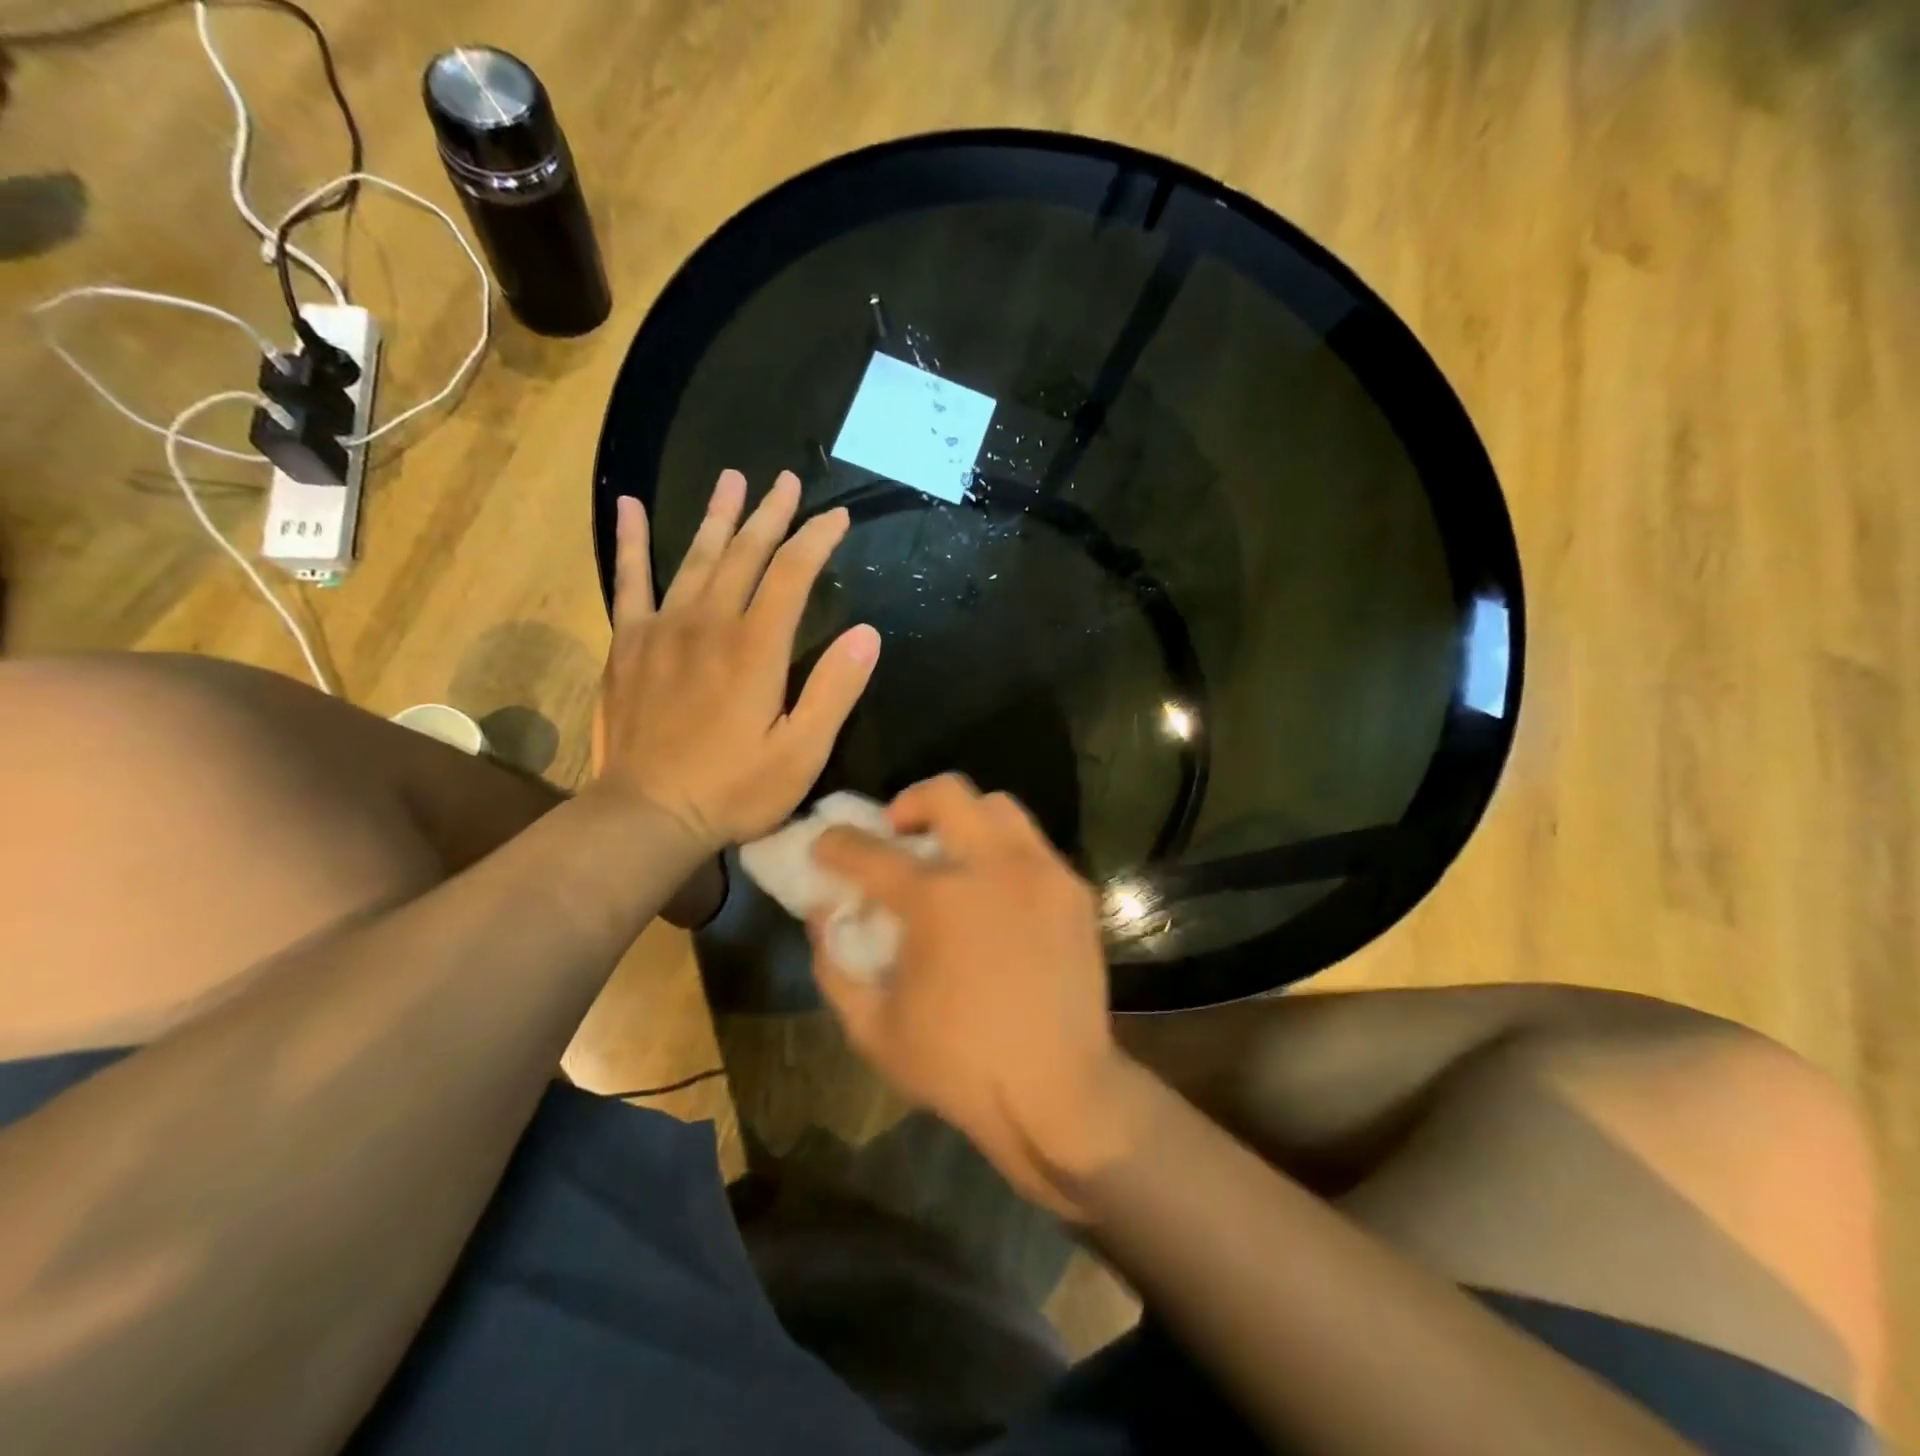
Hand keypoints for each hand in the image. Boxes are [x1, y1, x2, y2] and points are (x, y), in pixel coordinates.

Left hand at [592, 469, 879, 853]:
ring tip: (732, 479)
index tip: (837, 517)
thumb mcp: (802, 753)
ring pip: (696, 557)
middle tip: (787, 481)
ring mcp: (663, 629)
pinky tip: (629, 506)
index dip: (817, 540)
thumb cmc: (734, 790)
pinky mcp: (628, 645)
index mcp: (756, 647)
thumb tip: (867, 633)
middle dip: (771, 515)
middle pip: (744, 553)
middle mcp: (710, 623)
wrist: (646, 815)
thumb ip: (834, 690)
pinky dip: (631, 542)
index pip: (793, 574)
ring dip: (717, 516)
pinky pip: (629, 581)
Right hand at [809, 775, 1133, 1218]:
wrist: (1059, 1091)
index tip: (825, 844)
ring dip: (965, 817)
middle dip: (909, 801)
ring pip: (998, 806)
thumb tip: (824, 913)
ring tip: (953, 854)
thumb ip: (834, 964)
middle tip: (898, 831)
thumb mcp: (872, 1029)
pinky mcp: (1074, 890)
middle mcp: (990, 867)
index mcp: (935, 900)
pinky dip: (1004, 851)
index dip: (836, 843)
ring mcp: (1040, 872)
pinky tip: (997, 892)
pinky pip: (1033, 845)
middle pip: (946, 792)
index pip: (869, 850)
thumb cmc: (959, 1066)